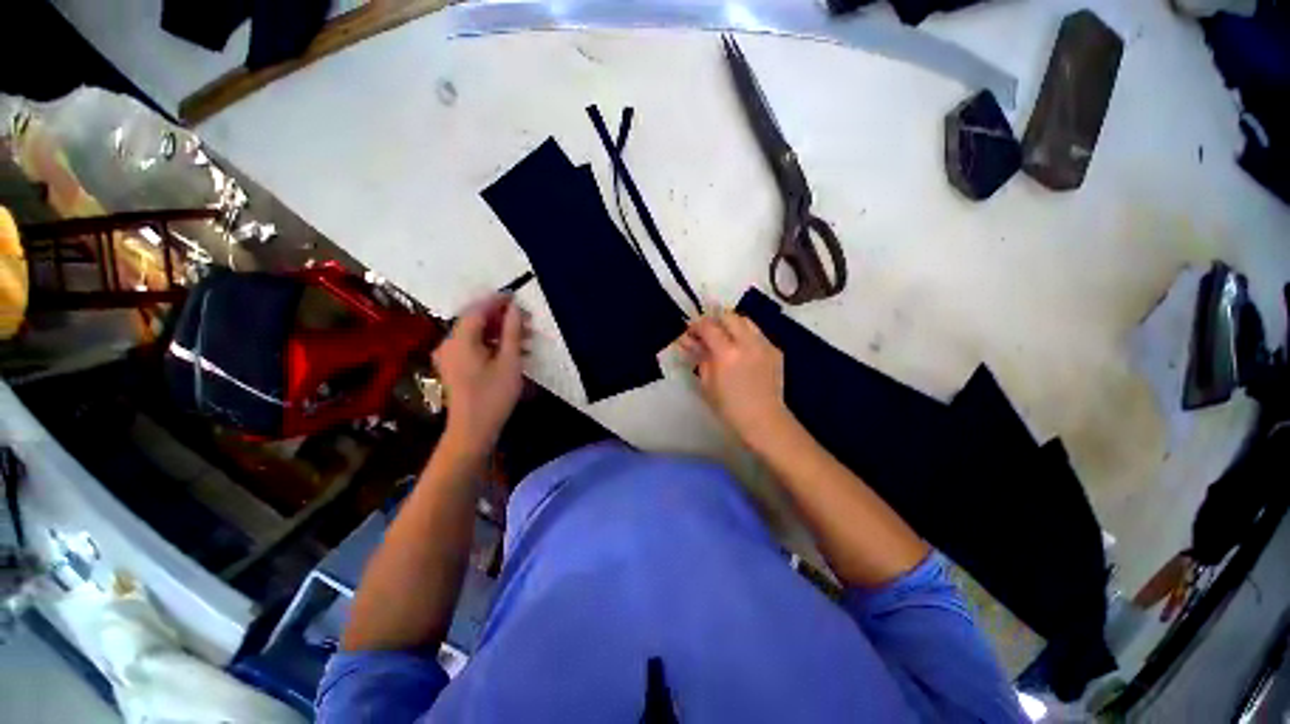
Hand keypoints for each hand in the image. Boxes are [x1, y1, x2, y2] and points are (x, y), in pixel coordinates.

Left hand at [433, 295, 527, 456]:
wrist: (473, 430)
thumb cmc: (493, 396)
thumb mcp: (509, 362)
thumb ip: (512, 331)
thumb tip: (515, 308)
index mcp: (460, 340)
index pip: (478, 310)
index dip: (498, 301)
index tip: (518, 297)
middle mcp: (449, 343)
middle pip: (476, 321)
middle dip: (503, 318)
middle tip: (528, 321)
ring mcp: (450, 356)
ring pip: (477, 334)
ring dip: (501, 332)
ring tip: (526, 338)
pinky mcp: (455, 366)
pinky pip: (474, 346)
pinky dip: (493, 344)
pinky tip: (513, 351)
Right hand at [679, 309, 792, 447]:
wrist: (765, 420)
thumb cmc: (729, 407)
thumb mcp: (707, 383)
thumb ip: (699, 357)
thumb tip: (690, 341)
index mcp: (727, 353)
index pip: (708, 326)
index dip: (696, 326)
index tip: (690, 334)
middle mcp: (748, 342)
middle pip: (729, 316)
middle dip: (715, 320)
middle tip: (707, 334)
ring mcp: (764, 344)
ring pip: (745, 321)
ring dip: (731, 325)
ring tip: (725, 339)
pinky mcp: (775, 350)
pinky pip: (757, 334)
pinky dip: (745, 336)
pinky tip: (742, 351)